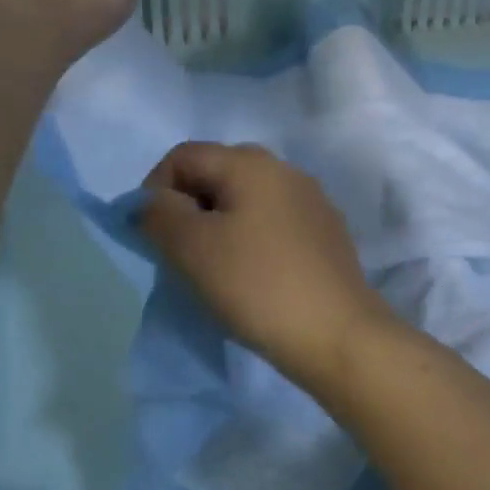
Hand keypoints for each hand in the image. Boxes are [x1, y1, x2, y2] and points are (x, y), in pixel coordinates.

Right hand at [139, 142, 396, 386]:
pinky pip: (274, 223)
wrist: (337, 334)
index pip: (184, 155)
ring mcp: (312, 201)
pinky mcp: (326, 233)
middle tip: (180, 251)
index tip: (152, 235)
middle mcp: (286, 170)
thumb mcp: (192, 248)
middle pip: (217, 173)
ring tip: (214, 268)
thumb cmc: (257, 285)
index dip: (155, 189)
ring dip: (220, 225)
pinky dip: (251, 239)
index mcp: (252, 163)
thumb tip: (153, 203)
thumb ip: (159, 215)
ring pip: (247, 200)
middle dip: (188, 206)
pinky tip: (253, 276)